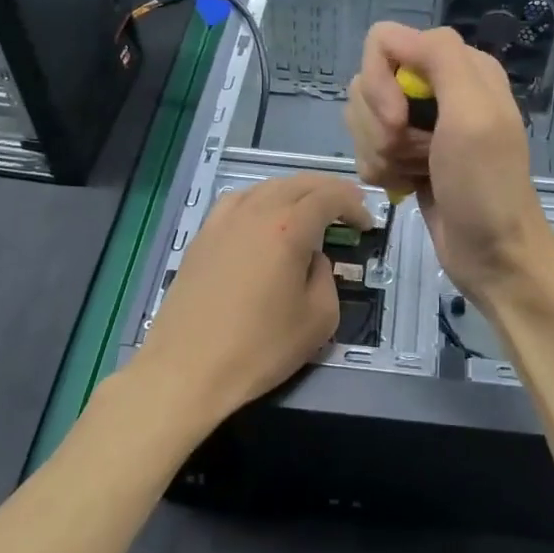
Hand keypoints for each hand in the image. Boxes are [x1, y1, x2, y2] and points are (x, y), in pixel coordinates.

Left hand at [132, 172, 371, 425]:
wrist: (187, 370)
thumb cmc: (260, 348)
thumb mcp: (319, 319)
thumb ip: (326, 277)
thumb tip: (314, 259)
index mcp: (289, 228)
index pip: (329, 196)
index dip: (354, 204)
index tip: (366, 225)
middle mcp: (256, 212)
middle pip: (298, 183)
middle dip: (329, 191)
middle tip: (347, 210)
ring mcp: (223, 221)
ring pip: (267, 187)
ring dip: (295, 192)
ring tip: (308, 211)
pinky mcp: (202, 236)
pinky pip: (238, 201)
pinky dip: (261, 200)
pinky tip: (263, 219)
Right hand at [344, 23, 553, 306]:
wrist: (494, 255)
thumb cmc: (487, 186)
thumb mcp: (474, 113)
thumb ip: (440, 58)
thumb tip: (390, 37)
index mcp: (460, 66)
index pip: (384, 43)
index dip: (380, 83)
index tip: (397, 122)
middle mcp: (438, 88)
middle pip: (368, 82)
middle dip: (380, 125)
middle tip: (413, 154)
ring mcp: (421, 124)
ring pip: (363, 118)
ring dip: (380, 152)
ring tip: (412, 173)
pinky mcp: (407, 156)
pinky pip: (368, 148)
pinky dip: (380, 171)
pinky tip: (405, 186)